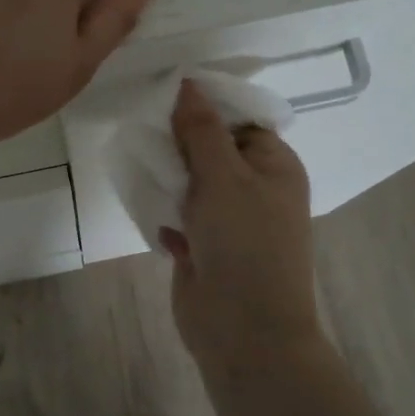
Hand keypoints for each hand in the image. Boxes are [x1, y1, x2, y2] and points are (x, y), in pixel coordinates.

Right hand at [161, 79, 322, 372]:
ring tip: (140, 160)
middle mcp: (256, 189)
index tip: (164, 95)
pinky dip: (167, 211)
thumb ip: (201, 130)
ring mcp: (231, 221)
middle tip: (144, 126)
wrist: (245, 332)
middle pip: (212, 149)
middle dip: (180, 142)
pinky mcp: (206, 247)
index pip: (239, 120)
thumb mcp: (223, 176)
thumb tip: (188, 84)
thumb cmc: (244, 243)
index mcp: (274, 165)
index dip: (205, 106)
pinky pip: (181, 215)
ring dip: (169, 176)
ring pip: (193, 183)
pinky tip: (151, 209)